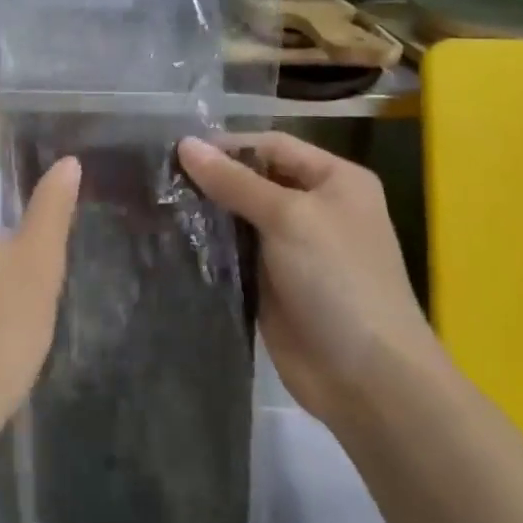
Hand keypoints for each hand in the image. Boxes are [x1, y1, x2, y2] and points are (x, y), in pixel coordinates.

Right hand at [179, 134, 436, 426]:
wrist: (366, 378)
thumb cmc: (337, 280)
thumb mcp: (288, 218)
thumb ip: (234, 181)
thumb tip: (184, 144)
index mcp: (334, 180)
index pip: (272, 146)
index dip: (228, 145)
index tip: (176, 152)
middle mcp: (314, 208)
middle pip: (254, 179)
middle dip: (211, 178)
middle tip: (157, 177)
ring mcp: (292, 248)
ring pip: (240, 217)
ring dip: (206, 213)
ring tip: (156, 203)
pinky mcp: (271, 283)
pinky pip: (234, 253)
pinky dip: (208, 246)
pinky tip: (172, 238)